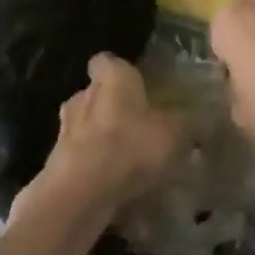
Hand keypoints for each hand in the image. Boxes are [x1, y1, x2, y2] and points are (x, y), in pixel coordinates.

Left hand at [27, 54, 184, 217]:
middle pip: (96, 94)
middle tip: (137, 126)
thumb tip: (199, 121)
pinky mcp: (55, 162)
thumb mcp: (176, 134)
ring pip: (85, 127)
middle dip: (113, 107)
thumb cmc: (131, 147)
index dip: (121, 70)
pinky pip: (79, 159)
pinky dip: (92, 168)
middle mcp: (84, 95)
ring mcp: (64, 130)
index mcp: (112, 78)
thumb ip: (187, 124)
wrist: (80, 194)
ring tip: (124, 160)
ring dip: (100, 139)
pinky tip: (111, 187)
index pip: (108, 61)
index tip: (137, 84)